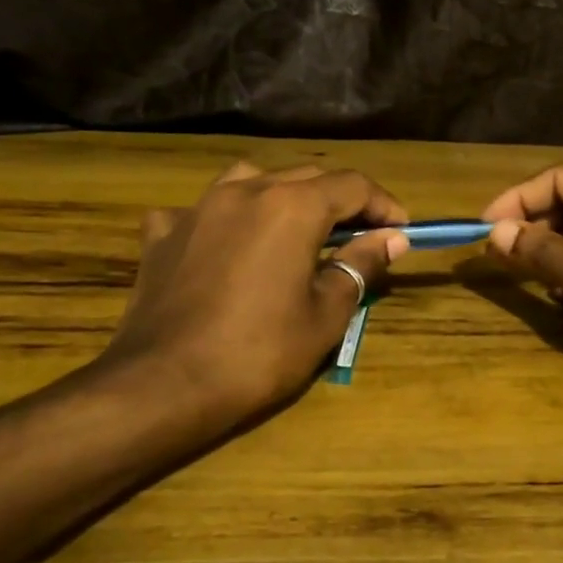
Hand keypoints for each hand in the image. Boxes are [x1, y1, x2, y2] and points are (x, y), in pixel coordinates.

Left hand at [92, 162, 408, 432]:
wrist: (165, 385)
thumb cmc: (259, 353)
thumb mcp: (325, 314)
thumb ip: (360, 265)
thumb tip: (393, 239)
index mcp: (292, 207)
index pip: (352, 186)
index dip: (383, 205)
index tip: (400, 231)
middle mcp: (245, 191)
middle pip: (306, 177)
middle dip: (340, 201)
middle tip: (360, 236)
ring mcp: (197, 208)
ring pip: (251, 180)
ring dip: (281, 196)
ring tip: (293, 229)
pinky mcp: (162, 234)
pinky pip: (198, 210)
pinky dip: (221, 220)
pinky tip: (222, 244)